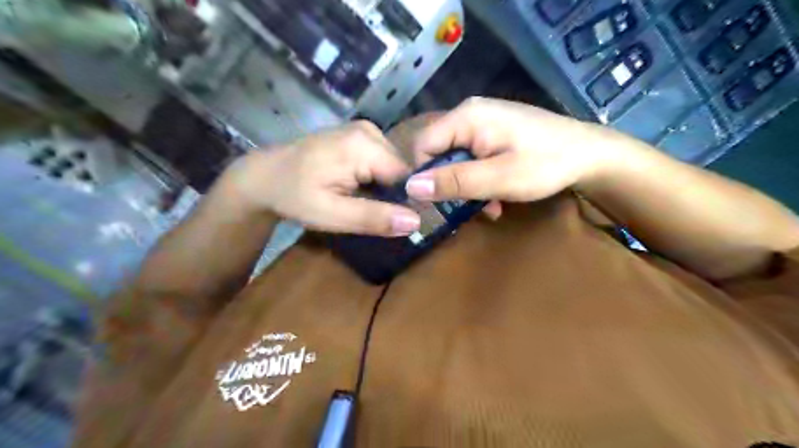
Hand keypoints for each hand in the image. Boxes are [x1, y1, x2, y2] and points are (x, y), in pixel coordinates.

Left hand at [224, 120, 419, 235]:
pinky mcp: (359, 135)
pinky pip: (382, 161)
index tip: (393, 221)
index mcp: (364, 145)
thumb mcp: (332, 214)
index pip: (408, 176)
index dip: (406, 201)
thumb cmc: (294, 196)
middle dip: (394, 194)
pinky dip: (377, 179)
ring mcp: (365, 130)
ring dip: (385, 188)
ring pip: (394, 166)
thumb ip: (374, 217)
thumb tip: (417, 222)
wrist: (266, 175)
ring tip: (364, 201)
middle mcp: (370, 131)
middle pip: (402, 169)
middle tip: (373, 214)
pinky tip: (360, 189)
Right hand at [403, 98, 620, 216]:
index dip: (423, 175)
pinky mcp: (494, 133)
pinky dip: (479, 178)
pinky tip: (496, 196)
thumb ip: (454, 181)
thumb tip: (411, 187)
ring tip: (488, 206)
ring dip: (467, 186)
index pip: (422, 145)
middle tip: (467, 207)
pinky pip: (472, 157)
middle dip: (450, 183)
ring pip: (456, 158)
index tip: (436, 202)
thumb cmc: (546, 164)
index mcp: (466, 117)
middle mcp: (470, 114)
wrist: (590, 155)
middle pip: (439, 152)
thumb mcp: (498, 178)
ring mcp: (483, 122)